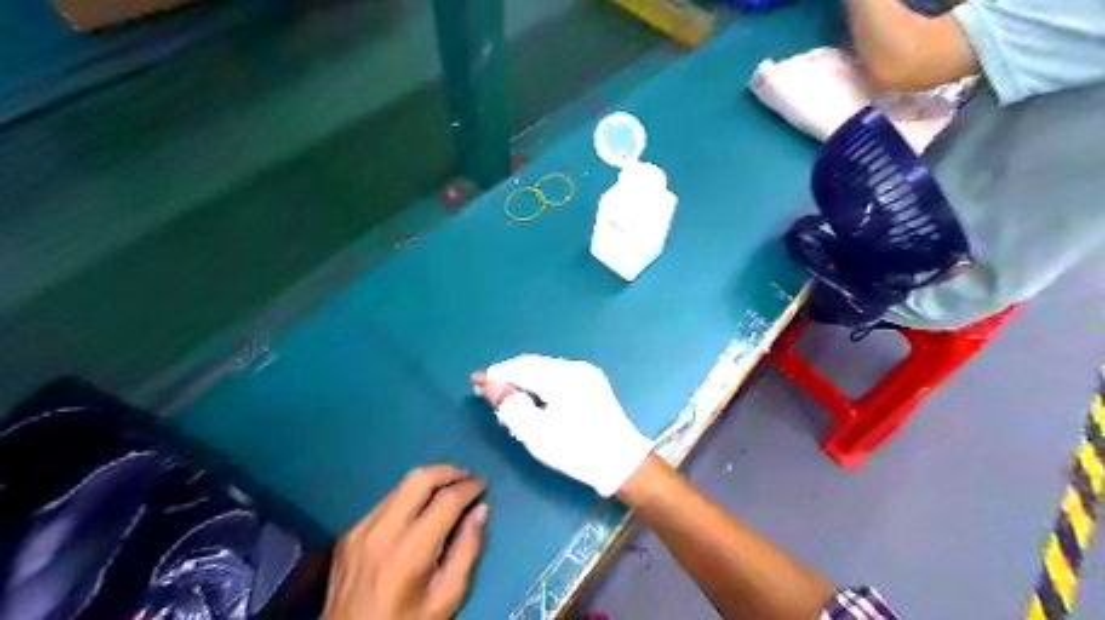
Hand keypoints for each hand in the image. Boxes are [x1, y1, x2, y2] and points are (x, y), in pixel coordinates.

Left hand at [324, 469, 486, 618]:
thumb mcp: (446, 599)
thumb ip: (467, 551)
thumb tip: (481, 510)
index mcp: (410, 552)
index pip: (446, 500)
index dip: (470, 487)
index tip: (483, 485)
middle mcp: (382, 531)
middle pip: (419, 478)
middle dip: (448, 471)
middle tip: (467, 477)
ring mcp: (361, 530)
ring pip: (400, 485)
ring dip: (428, 481)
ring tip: (448, 488)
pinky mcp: (349, 533)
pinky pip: (385, 502)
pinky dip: (408, 497)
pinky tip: (419, 510)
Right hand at [468, 355, 652, 495]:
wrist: (622, 463)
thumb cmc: (576, 450)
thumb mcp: (536, 433)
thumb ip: (510, 405)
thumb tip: (489, 383)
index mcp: (562, 376)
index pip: (520, 368)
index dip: (496, 374)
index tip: (475, 382)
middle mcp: (575, 367)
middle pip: (533, 365)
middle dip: (510, 378)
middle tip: (490, 396)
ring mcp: (587, 373)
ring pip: (545, 370)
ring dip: (525, 382)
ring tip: (509, 402)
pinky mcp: (593, 383)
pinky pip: (558, 376)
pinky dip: (541, 385)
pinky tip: (534, 401)